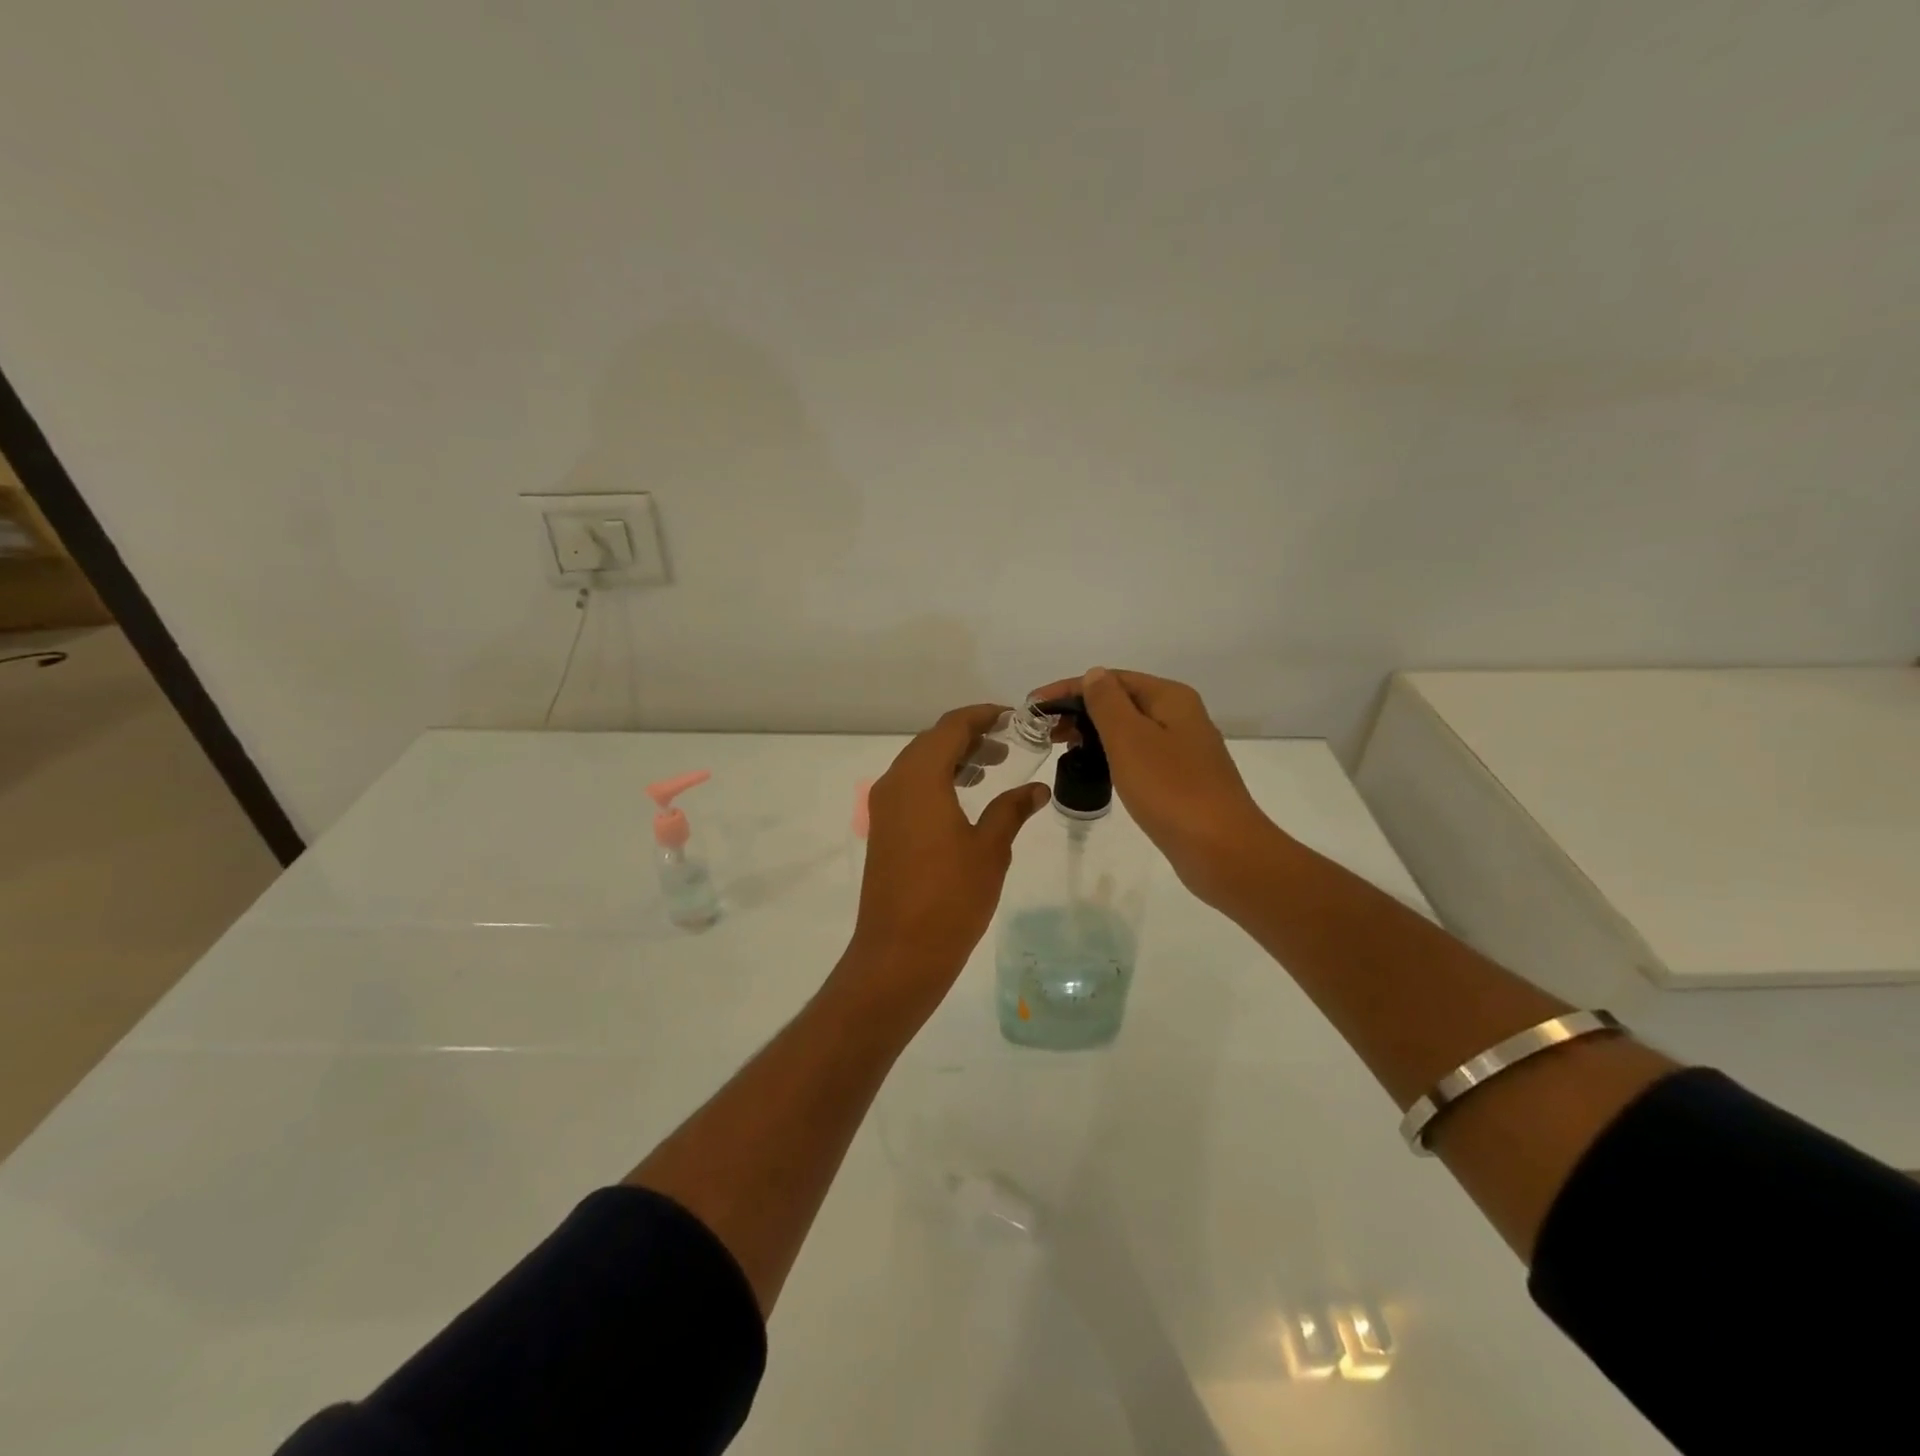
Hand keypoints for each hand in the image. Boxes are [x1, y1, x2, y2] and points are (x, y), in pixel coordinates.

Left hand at [844, 704, 1050, 1016]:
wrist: (899, 953)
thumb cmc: (950, 897)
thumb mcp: (991, 849)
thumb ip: (1012, 809)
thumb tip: (1037, 789)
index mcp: (920, 778)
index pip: (951, 727)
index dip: (983, 716)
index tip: (1014, 718)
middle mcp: (895, 783)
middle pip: (932, 741)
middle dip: (969, 736)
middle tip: (1008, 744)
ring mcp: (884, 807)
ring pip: (919, 764)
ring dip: (953, 758)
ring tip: (991, 767)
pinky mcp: (883, 829)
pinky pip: (911, 787)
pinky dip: (938, 780)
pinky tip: (965, 798)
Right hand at [1030, 667, 1276, 906]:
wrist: (1222, 850)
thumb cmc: (1171, 789)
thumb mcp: (1130, 739)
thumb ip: (1107, 703)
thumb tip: (1094, 675)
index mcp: (1170, 698)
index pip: (1111, 679)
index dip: (1069, 688)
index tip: (1034, 705)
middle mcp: (1180, 716)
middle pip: (1122, 701)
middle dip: (1080, 710)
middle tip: (1044, 731)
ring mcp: (1183, 749)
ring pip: (1130, 729)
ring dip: (1094, 733)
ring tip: (1062, 748)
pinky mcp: (1182, 779)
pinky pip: (1139, 755)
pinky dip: (1112, 755)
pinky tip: (1095, 770)